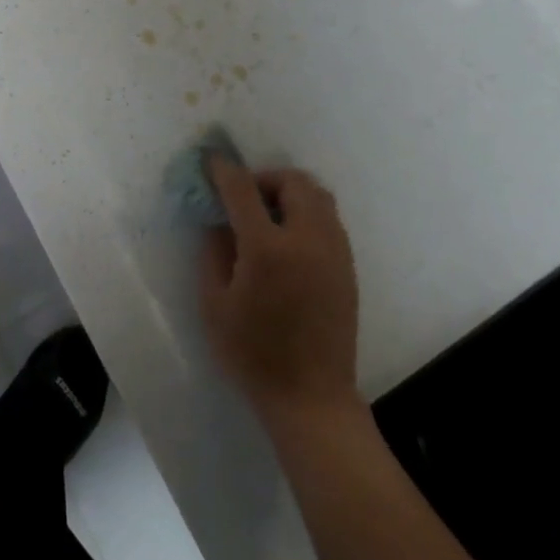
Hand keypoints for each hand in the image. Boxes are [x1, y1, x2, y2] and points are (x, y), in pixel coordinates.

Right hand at [199, 155, 359, 424]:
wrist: (311, 398)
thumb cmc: (253, 354)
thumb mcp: (214, 304)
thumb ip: (213, 252)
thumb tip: (218, 220)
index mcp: (267, 249)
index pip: (242, 189)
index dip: (223, 170)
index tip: (211, 161)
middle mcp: (307, 240)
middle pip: (292, 181)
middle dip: (265, 178)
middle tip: (245, 198)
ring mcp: (334, 252)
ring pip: (318, 195)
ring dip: (290, 192)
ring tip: (269, 215)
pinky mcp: (347, 267)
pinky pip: (329, 219)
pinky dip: (307, 212)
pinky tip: (289, 239)